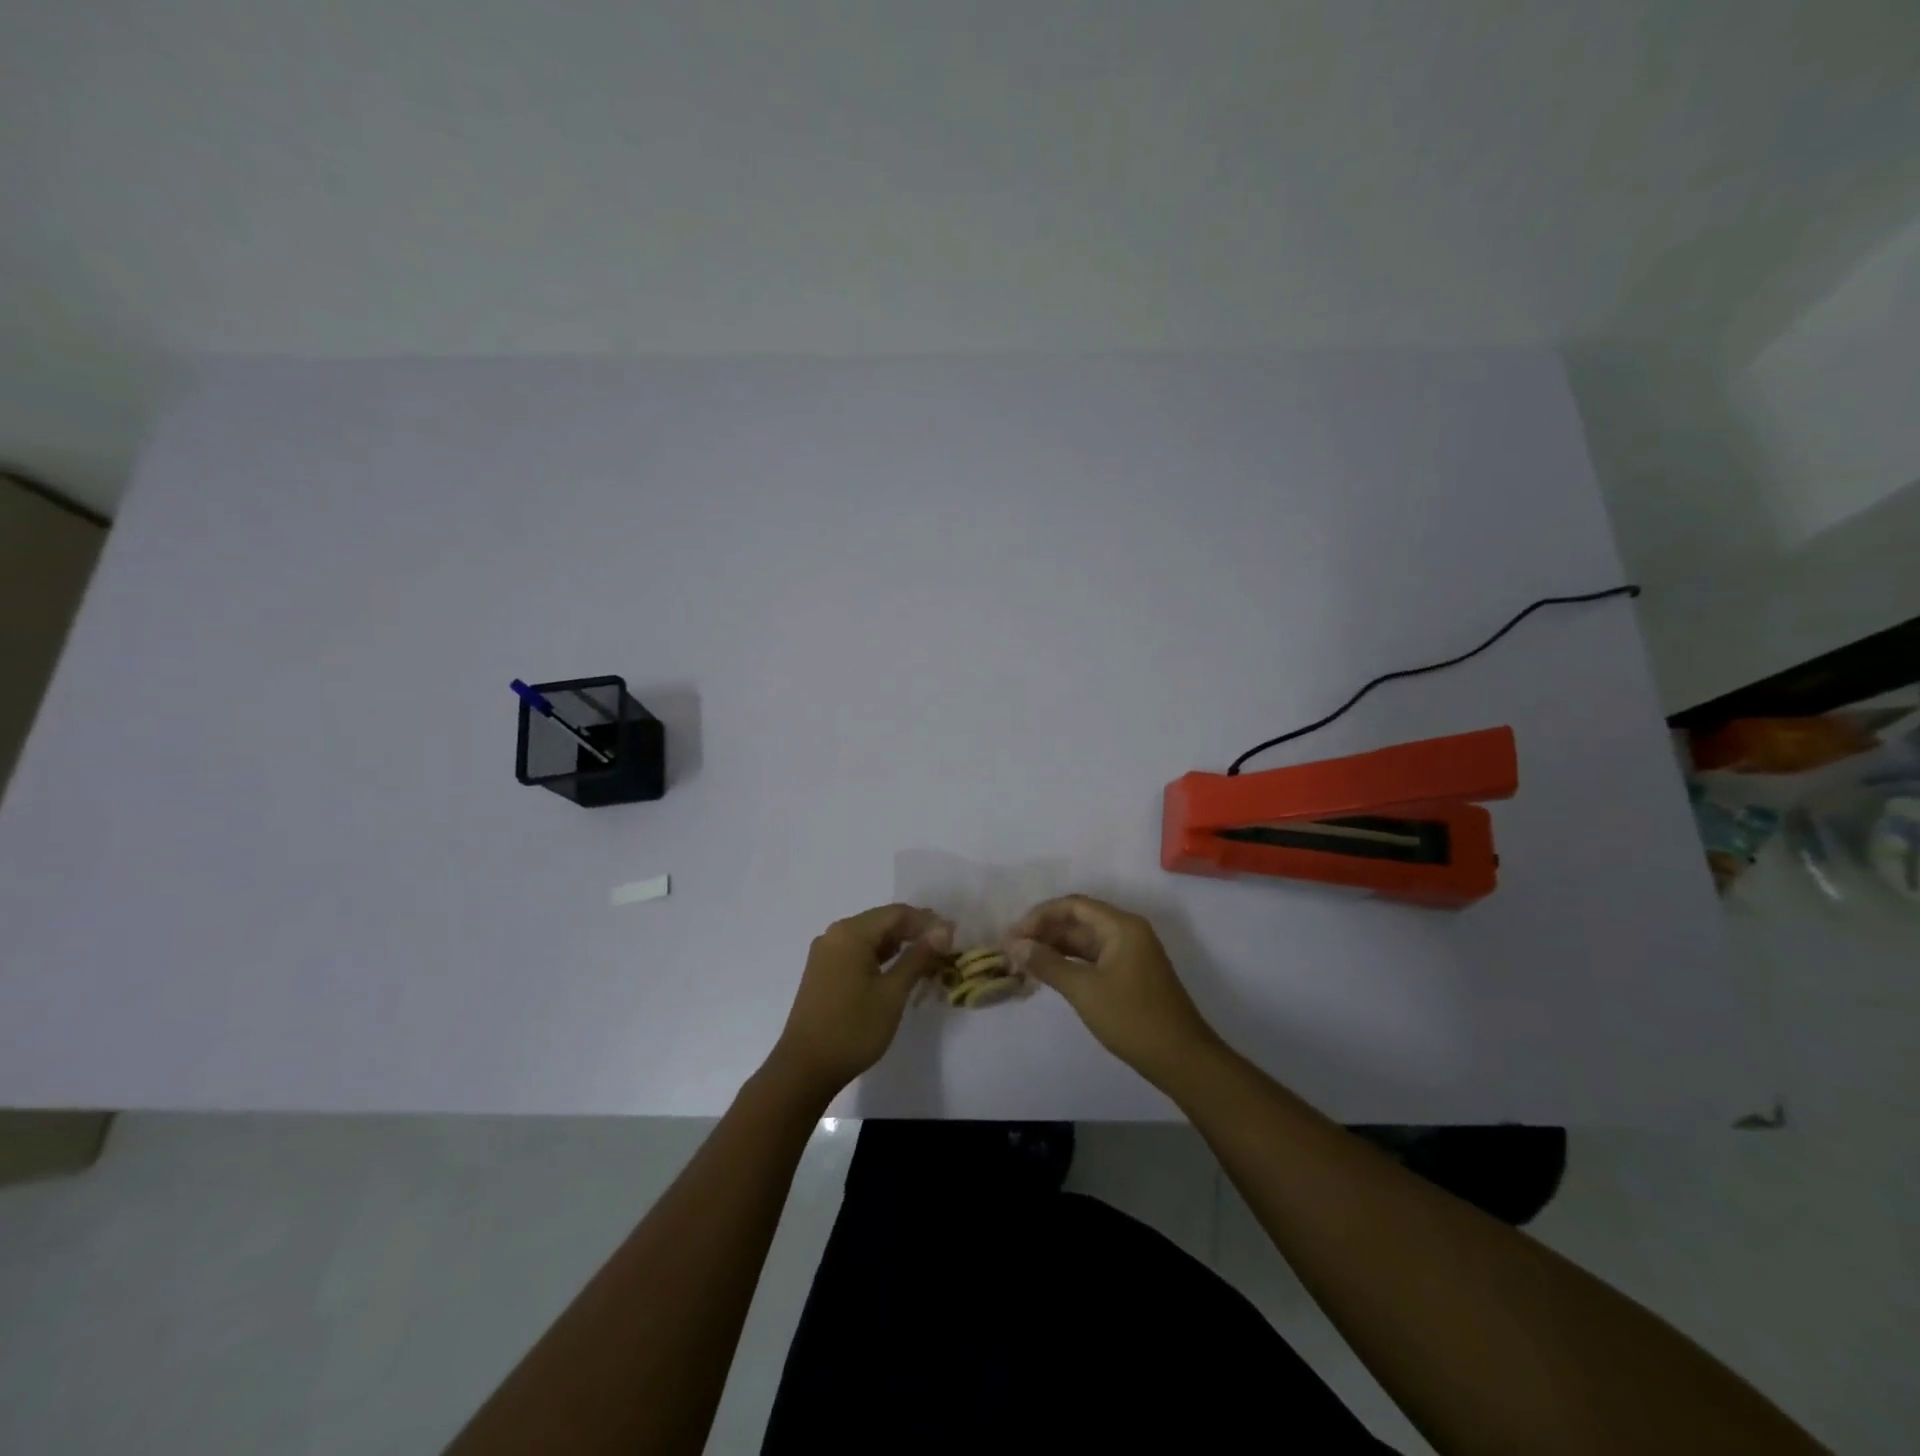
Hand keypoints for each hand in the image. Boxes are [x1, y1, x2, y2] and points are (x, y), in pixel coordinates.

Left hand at [768, 903, 953, 1101]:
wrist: (805, 1068)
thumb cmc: (853, 1028)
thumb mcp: (892, 993)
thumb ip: (918, 957)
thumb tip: (943, 930)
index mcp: (850, 933)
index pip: (896, 913)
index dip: (926, 921)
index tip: (953, 935)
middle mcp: (835, 935)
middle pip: (882, 922)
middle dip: (913, 932)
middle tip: (944, 948)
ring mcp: (826, 954)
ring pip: (870, 938)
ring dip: (898, 945)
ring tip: (927, 959)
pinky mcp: (823, 972)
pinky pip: (857, 953)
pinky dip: (880, 958)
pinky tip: (899, 970)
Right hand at [1007, 895, 1219, 1085]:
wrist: (1181, 1059)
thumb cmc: (1133, 1019)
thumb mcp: (1084, 990)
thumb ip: (1047, 963)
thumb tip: (1014, 945)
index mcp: (1121, 926)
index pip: (1073, 906)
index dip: (1040, 916)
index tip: (1013, 936)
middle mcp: (1127, 931)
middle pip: (1078, 920)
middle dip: (1044, 932)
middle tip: (1011, 951)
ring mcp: (1130, 953)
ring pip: (1084, 940)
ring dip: (1054, 948)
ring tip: (1022, 962)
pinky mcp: (1129, 974)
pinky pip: (1093, 957)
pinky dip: (1069, 962)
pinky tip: (1047, 973)